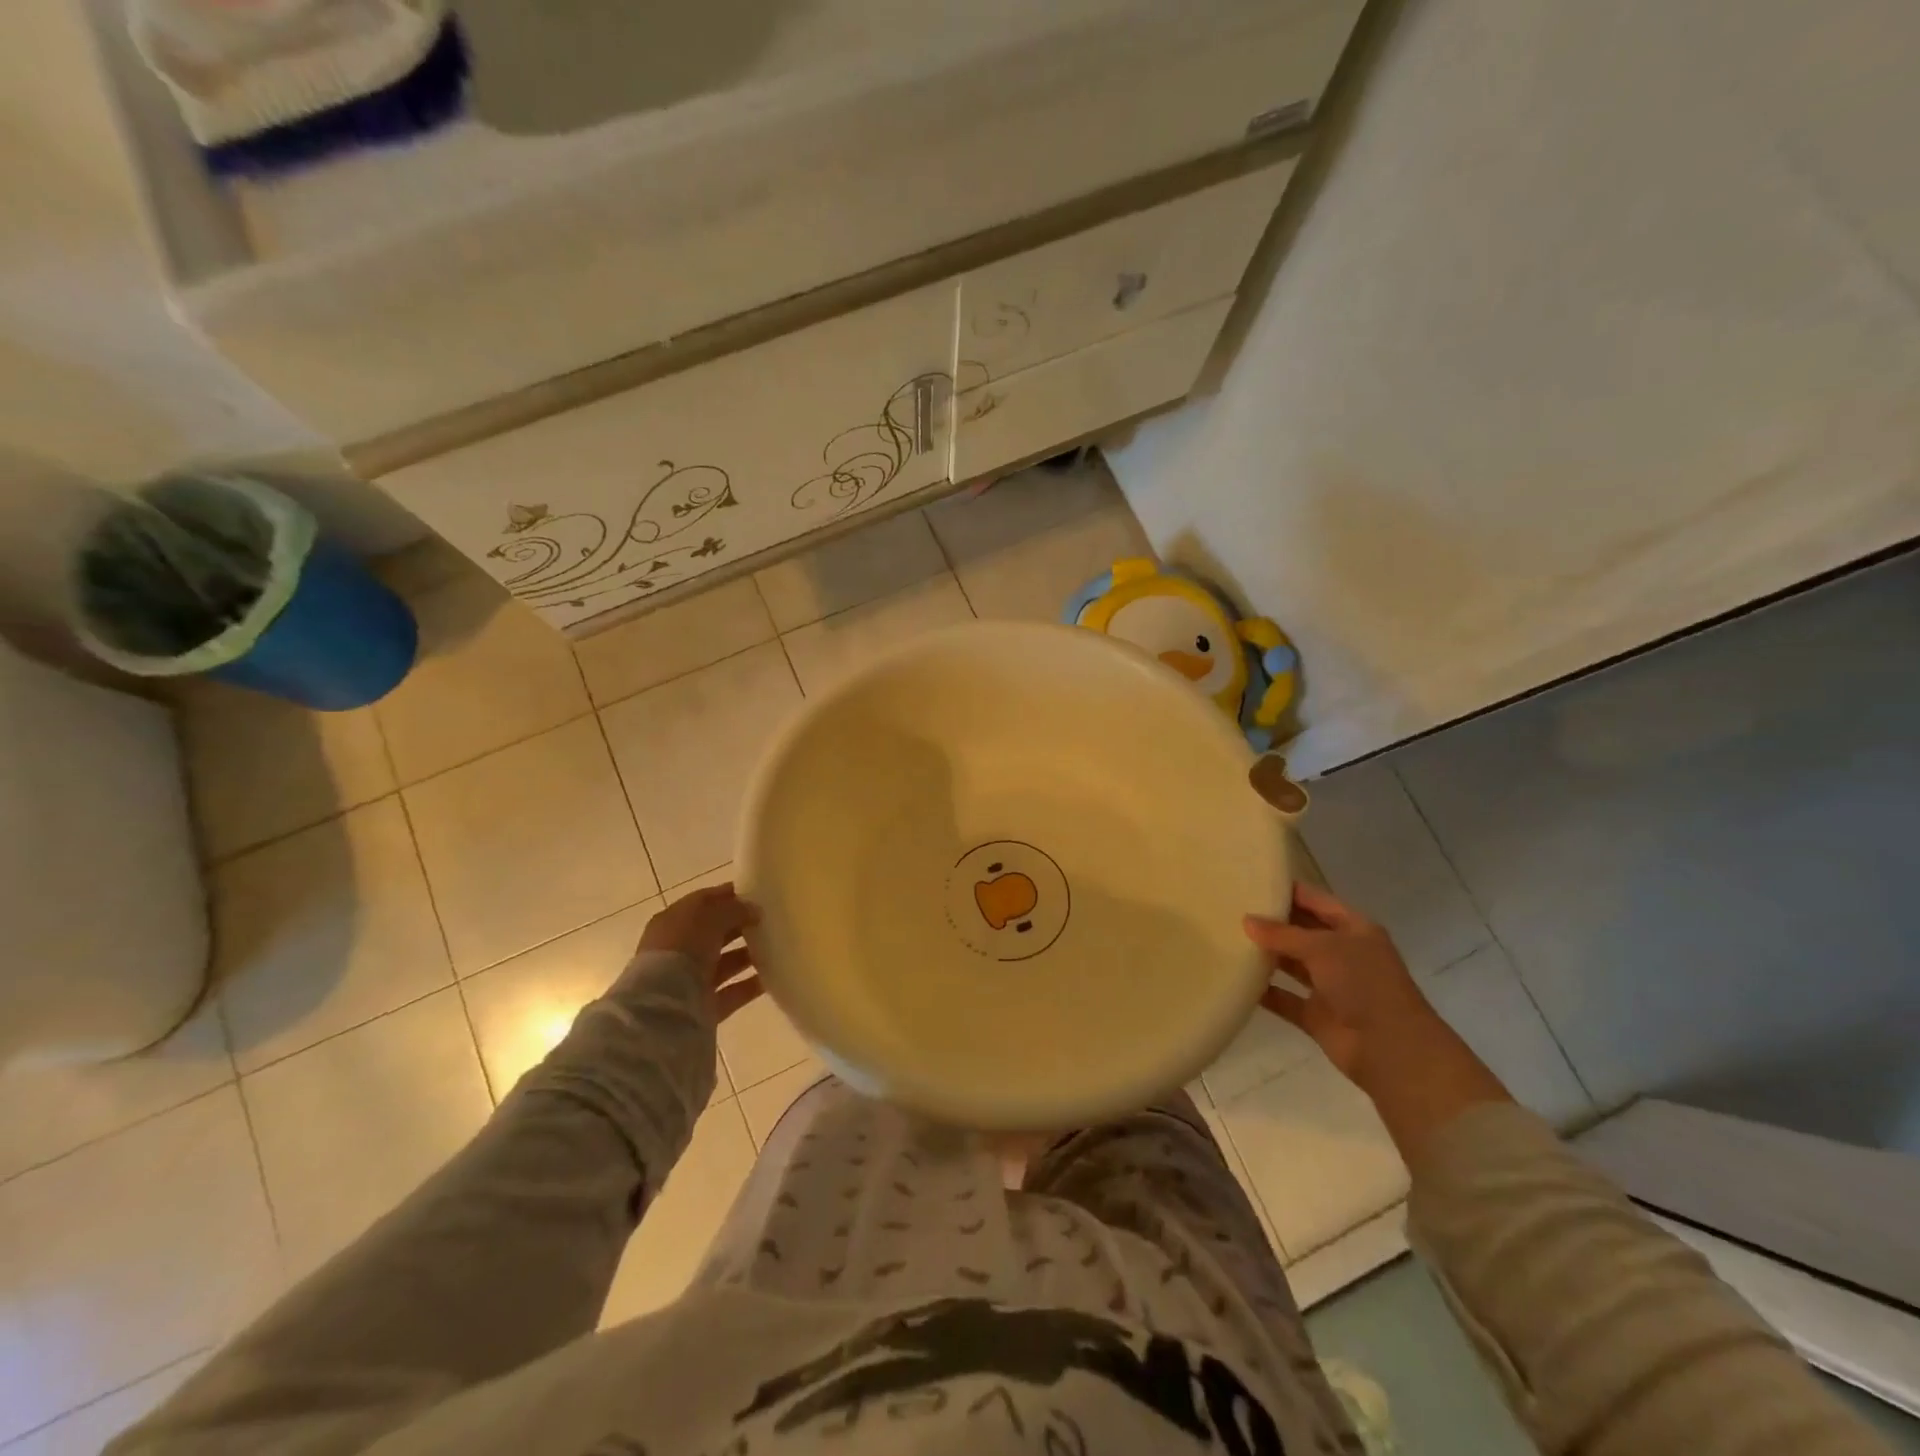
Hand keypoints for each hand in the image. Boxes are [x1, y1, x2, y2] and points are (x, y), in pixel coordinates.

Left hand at [639, 883, 763, 1021]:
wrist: (664, 1007)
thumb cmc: (683, 949)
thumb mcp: (710, 918)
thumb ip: (734, 909)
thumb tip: (754, 910)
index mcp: (673, 922)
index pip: (703, 902)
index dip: (728, 896)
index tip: (756, 893)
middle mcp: (679, 949)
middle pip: (714, 933)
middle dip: (740, 926)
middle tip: (769, 920)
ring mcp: (691, 979)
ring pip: (725, 963)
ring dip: (748, 955)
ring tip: (777, 947)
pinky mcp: (704, 1006)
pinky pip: (733, 991)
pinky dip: (751, 985)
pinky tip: (772, 976)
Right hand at [1245, 882, 1437, 1089]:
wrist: (1391, 1050)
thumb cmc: (1364, 984)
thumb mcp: (1323, 948)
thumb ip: (1282, 934)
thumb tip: (1246, 921)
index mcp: (1353, 929)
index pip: (1315, 900)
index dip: (1286, 889)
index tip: (1250, 880)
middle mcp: (1342, 954)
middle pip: (1301, 931)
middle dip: (1270, 922)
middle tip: (1230, 908)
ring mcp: (1329, 986)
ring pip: (1291, 964)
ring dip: (1265, 955)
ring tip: (1227, 939)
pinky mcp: (1316, 1015)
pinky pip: (1284, 998)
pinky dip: (1264, 991)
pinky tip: (1236, 979)